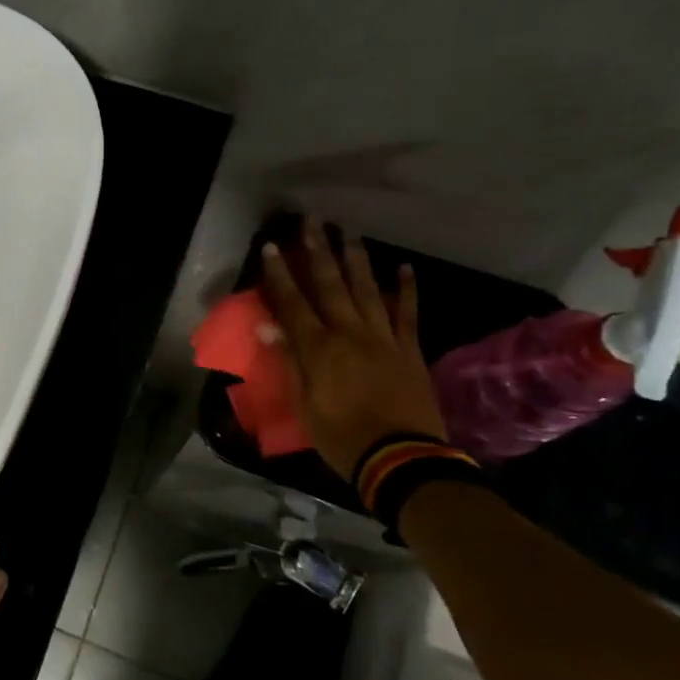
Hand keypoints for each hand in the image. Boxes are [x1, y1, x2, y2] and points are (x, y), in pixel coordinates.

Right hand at [261, 222, 446, 480]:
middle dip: (318, 251)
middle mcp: (349, 333)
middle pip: (330, 285)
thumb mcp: (304, 405)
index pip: (293, 303)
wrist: (402, 459)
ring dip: (355, 259)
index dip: (281, 275)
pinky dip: (406, 289)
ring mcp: (383, 338)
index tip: (272, 247)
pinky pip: (407, 313)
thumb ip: (290, 362)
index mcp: (318, 349)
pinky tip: (403, 267)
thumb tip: (270, 326)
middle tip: (312, 221)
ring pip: (367, 290)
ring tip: (347, 231)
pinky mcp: (409, 349)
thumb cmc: (341, 437)